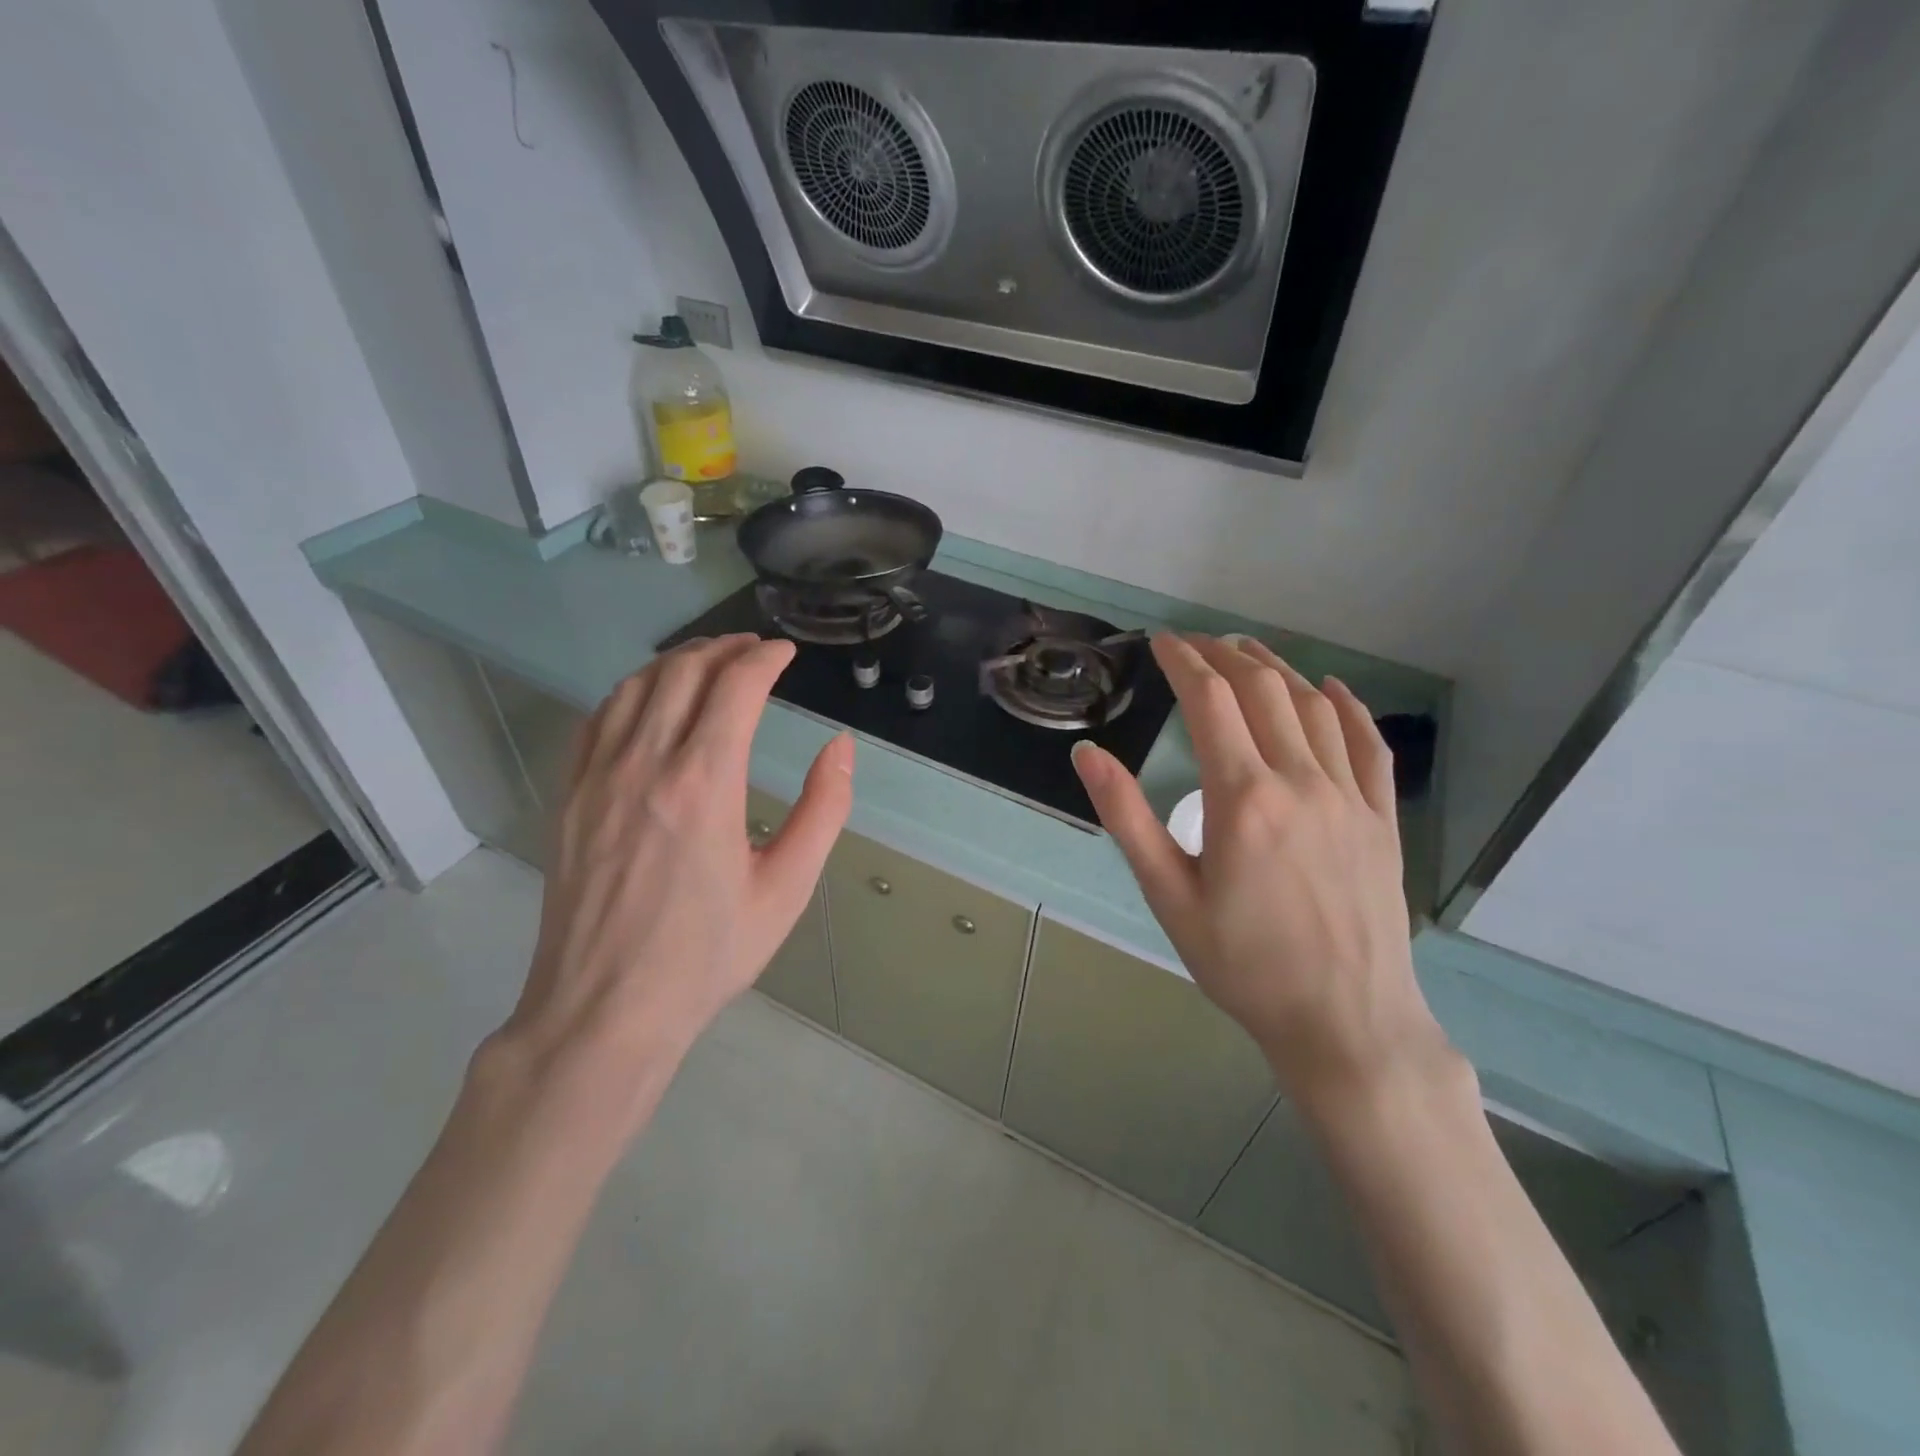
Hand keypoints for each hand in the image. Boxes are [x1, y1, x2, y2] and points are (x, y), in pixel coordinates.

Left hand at [495, 634, 852, 1116]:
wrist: (604, 1009)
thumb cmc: (706, 955)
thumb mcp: (787, 890)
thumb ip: (823, 810)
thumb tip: (840, 748)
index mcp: (704, 783)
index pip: (736, 687)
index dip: (766, 659)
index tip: (787, 654)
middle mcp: (646, 764)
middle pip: (684, 672)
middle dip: (725, 648)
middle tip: (754, 650)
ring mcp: (597, 777)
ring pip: (635, 686)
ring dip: (677, 662)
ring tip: (709, 661)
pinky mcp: (570, 795)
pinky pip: (598, 719)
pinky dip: (631, 692)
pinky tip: (650, 700)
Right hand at [1072, 633, 1446, 1105]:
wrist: (1344, 1021)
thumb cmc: (1243, 964)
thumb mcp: (1168, 895)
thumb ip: (1127, 818)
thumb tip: (1088, 754)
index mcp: (1242, 797)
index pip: (1210, 700)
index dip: (1183, 661)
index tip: (1161, 641)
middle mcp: (1300, 780)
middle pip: (1262, 689)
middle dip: (1224, 654)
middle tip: (1195, 643)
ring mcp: (1349, 796)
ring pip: (1313, 706)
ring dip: (1277, 669)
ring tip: (1247, 651)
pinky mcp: (1382, 818)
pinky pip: (1369, 744)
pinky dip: (1348, 706)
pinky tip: (1331, 688)